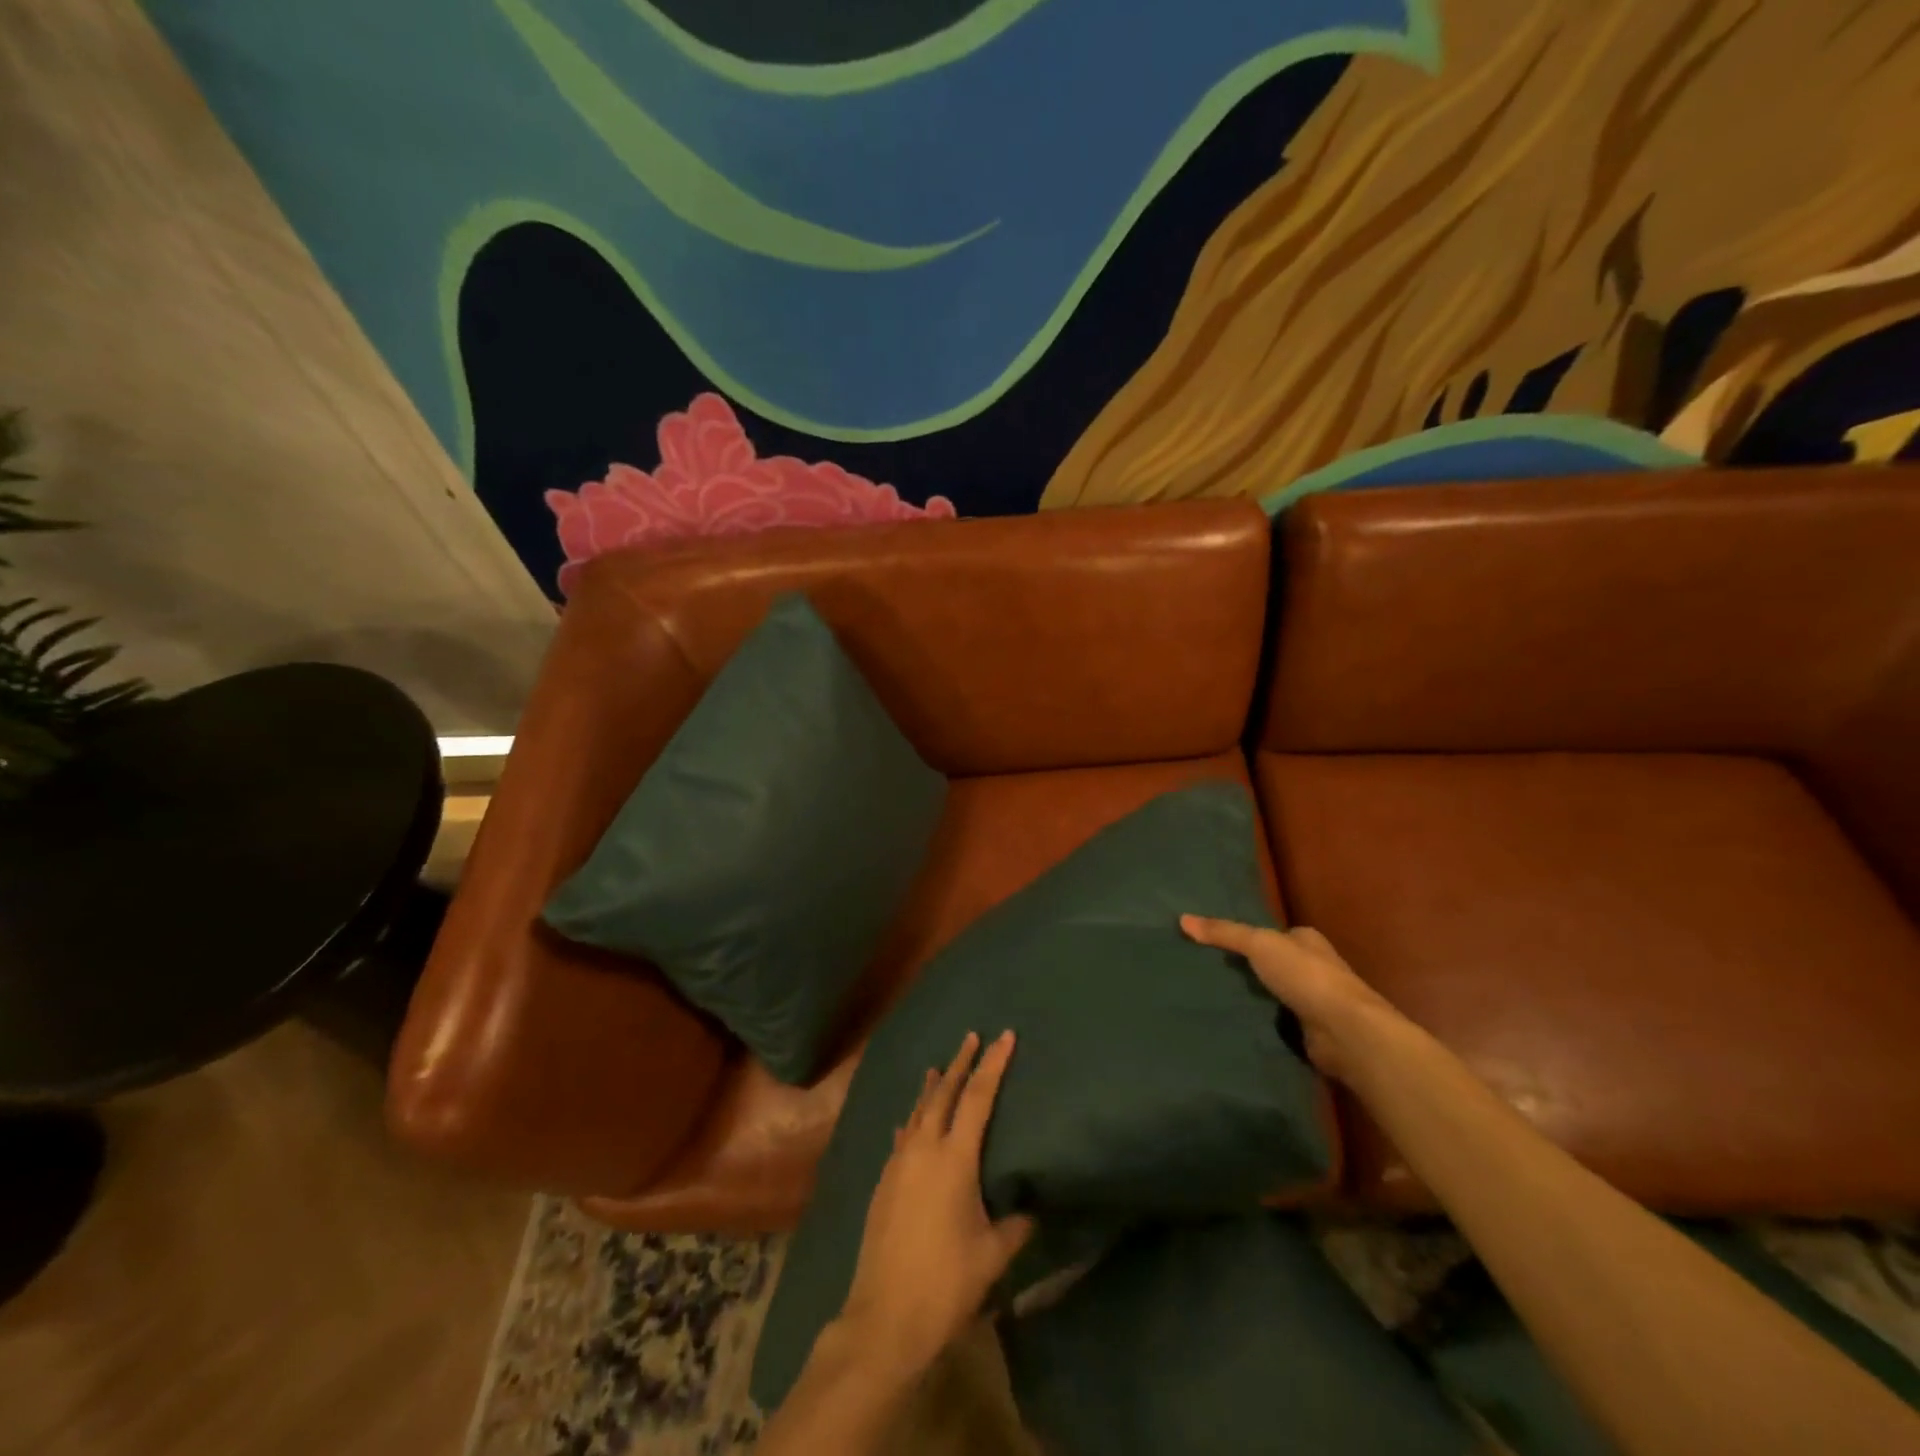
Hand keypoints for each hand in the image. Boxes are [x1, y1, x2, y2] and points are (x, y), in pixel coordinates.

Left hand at [837, 1031, 1034, 1377]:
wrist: (885, 1317)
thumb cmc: (946, 1283)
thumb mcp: (993, 1254)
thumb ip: (1016, 1225)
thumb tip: (1033, 1209)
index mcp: (955, 1158)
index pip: (978, 1097)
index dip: (993, 1064)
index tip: (1004, 1036)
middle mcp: (924, 1149)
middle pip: (944, 1093)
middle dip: (960, 1063)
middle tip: (971, 1037)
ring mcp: (898, 1163)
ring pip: (918, 1111)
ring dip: (932, 1087)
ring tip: (939, 1067)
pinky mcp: (884, 1182)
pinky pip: (902, 1136)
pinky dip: (912, 1120)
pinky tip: (909, 1122)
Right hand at [1180, 915, 1397, 1082]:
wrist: (1345, 1032)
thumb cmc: (1306, 976)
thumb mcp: (1259, 944)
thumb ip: (1224, 933)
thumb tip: (1182, 919)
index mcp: (1307, 941)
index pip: (1273, 934)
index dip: (1247, 938)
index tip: (1214, 945)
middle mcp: (1313, 968)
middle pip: (1272, 964)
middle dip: (1246, 969)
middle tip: (1206, 972)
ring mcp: (1314, 1002)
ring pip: (1273, 994)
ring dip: (1252, 998)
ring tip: (1211, 998)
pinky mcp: (1310, 1032)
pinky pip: (1277, 1022)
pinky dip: (1260, 1023)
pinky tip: (1233, 1024)